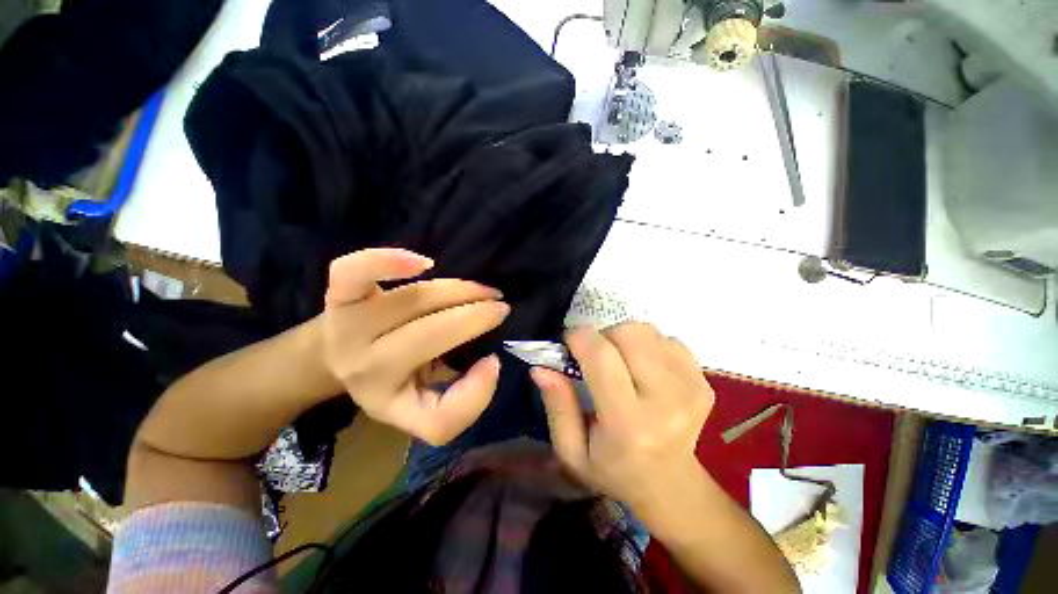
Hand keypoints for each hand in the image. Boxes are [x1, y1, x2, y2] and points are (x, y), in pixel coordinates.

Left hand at [322, 248, 508, 444]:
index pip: (438, 419)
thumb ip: (462, 399)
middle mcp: (363, 369)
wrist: (339, 355)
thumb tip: (490, 362)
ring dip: (459, 291)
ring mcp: (347, 327)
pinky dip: (388, 261)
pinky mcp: (339, 295)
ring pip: (415, 299)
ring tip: (484, 291)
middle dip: (475, 317)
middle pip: (430, 335)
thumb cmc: (392, 378)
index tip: (493, 361)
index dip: (477, 392)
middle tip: (500, 308)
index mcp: (389, 403)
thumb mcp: (423, 405)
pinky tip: (423, 264)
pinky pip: (354, 272)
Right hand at [532, 323, 713, 511]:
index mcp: (628, 423)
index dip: (579, 338)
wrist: (671, 486)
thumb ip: (556, 406)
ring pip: (647, 331)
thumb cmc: (614, 469)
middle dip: (602, 335)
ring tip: (620, 362)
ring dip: (624, 338)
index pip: (601, 355)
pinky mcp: (705, 382)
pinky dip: (649, 345)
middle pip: (628, 333)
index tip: (569, 343)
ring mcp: (692, 388)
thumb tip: (541, 367)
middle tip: (596, 356)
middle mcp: (666, 401)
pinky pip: (668, 339)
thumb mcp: (572, 450)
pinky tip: (644, 368)